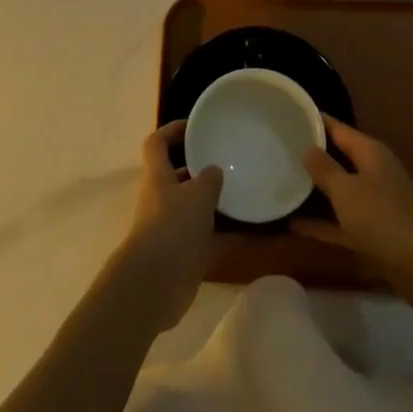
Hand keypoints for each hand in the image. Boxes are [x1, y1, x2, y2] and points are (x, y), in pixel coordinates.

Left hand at [111, 121, 229, 332]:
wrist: (155, 285)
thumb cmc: (173, 226)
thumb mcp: (198, 194)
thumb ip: (210, 178)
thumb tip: (215, 171)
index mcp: (158, 176)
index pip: (157, 143)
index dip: (172, 130)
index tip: (195, 126)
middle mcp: (162, 199)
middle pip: (180, 177)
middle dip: (202, 170)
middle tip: (230, 161)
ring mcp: (172, 229)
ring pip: (197, 209)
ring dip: (218, 204)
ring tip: (247, 193)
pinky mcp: (185, 256)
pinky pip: (211, 240)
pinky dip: (230, 236)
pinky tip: (256, 232)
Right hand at [293, 116, 412, 309]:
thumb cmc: (382, 217)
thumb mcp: (346, 190)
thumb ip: (324, 168)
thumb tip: (308, 148)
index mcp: (369, 152)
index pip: (337, 128)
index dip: (314, 121)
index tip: (287, 115)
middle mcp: (373, 171)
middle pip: (338, 157)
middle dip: (312, 155)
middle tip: (279, 148)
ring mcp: (375, 202)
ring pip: (340, 190)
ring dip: (316, 190)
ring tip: (283, 181)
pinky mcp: (374, 232)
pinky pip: (342, 221)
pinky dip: (322, 223)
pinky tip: (294, 225)